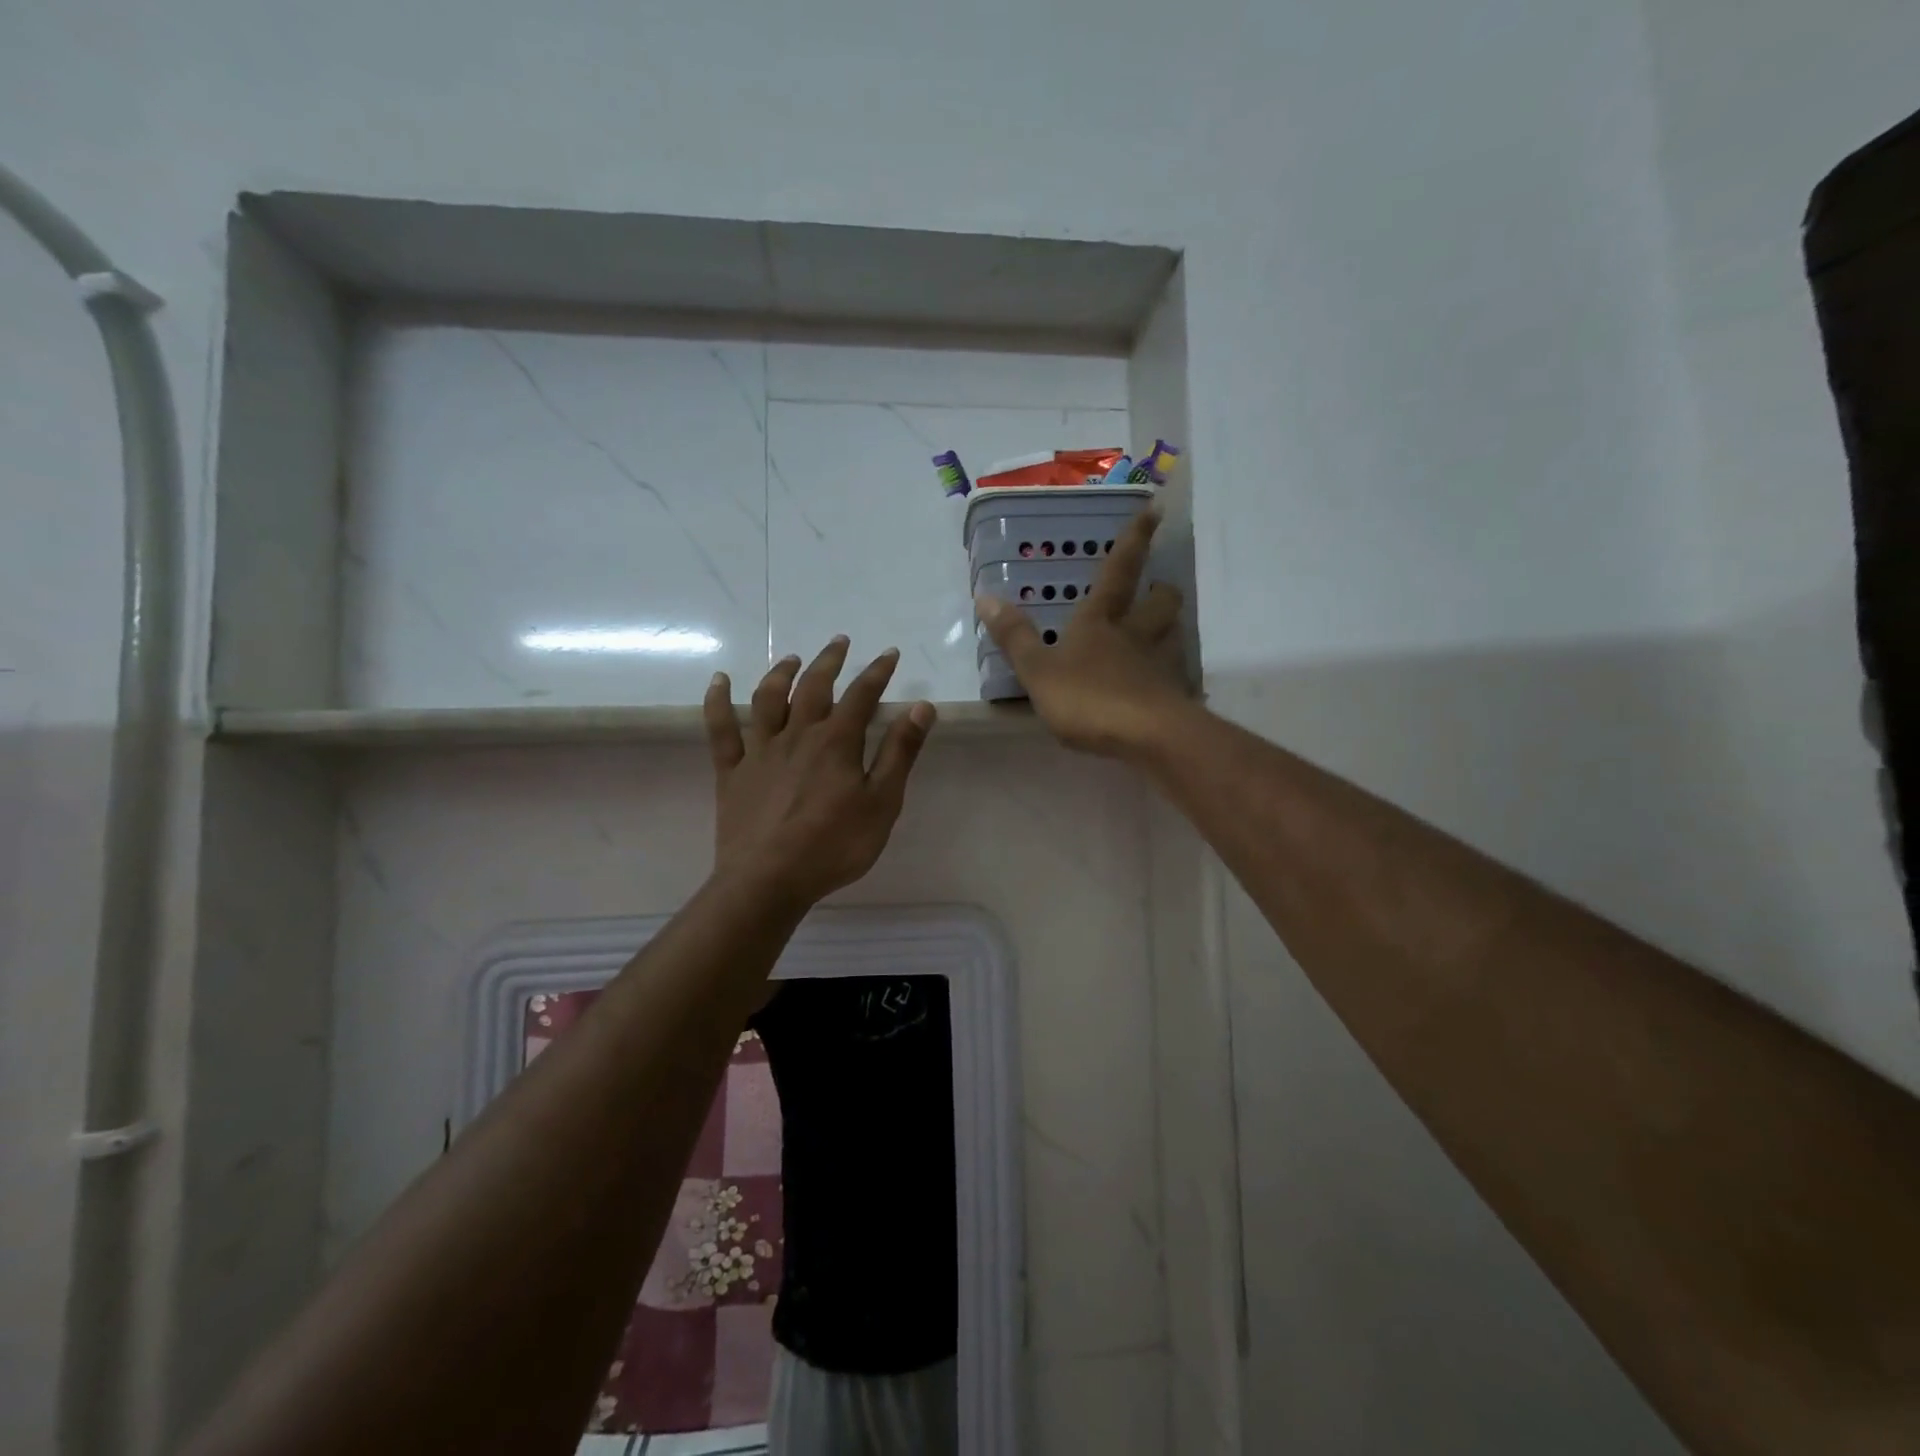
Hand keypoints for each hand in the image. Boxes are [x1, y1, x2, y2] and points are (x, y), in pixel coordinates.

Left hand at [704, 639, 935, 908]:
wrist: (769, 880)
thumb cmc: (834, 846)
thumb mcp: (881, 802)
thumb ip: (900, 753)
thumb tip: (921, 707)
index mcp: (836, 742)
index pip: (862, 695)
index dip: (878, 671)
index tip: (889, 654)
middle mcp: (797, 735)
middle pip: (814, 687)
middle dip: (829, 661)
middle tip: (839, 642)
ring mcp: (760, 751)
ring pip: (768, 699)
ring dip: (781, 673)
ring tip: (792, 659)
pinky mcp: (732, 772)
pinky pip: (721, 729)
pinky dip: (718, 701)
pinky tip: (719, 680)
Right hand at [975, 510, 1190, 757]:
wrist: (1148, 737)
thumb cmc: (1088, 698)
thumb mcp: (1038, 671)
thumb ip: (1015, 637)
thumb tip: (985, 596)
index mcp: (1101, 622)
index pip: (1118, 571)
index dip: (1134, 540)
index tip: (1153, 511)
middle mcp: (1137, 634)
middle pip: (1160, 602)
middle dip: (1161, 589)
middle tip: (1159, 587)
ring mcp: (1162, 664)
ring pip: (1174, 634)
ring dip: (1170, 627)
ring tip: (1161, 632)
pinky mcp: (1176, 696)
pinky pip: (1178, 676)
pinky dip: (1173, 674)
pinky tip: (1164, 686)